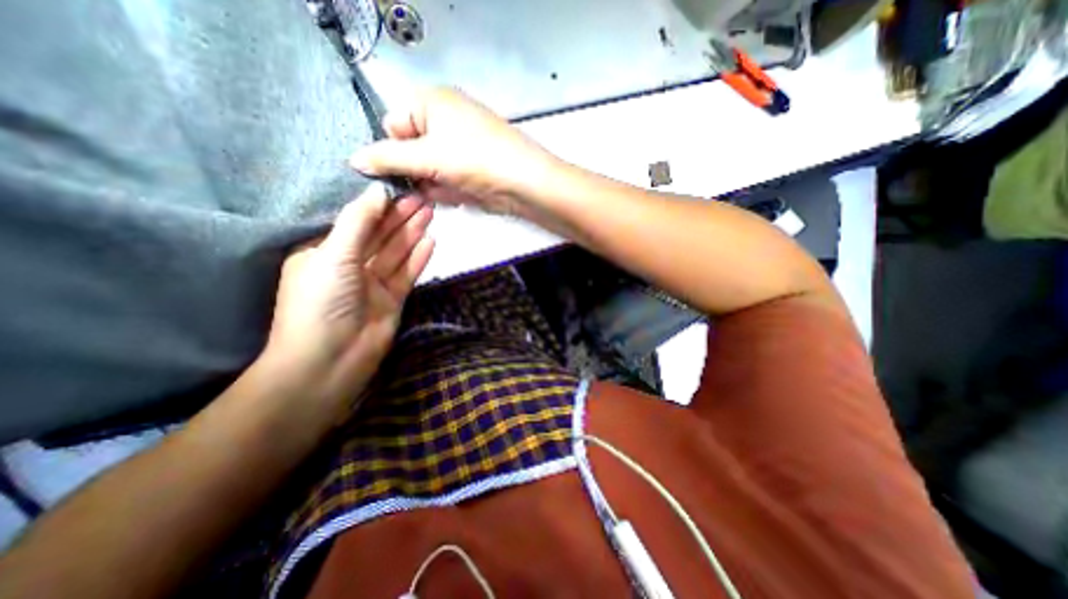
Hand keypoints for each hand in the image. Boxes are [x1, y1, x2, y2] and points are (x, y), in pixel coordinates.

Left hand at [261, 186, 433, 413]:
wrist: (331, 361)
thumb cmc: (321, 303)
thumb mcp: (333, 255)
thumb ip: (358, 223)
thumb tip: (378, 192)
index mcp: (324, 253)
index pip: (355, 222)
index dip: (378, 206)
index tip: (400, 189)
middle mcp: (348, 266)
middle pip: (379, 235)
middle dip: (401, 217)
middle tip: (424, 197)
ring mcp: (372, 284)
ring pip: (396, 252)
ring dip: (412, 233)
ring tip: (431, 212)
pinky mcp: (392, 299)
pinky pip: (407, 273)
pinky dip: (419, 258)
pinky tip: (431, 242)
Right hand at [351, 86, 565, 219]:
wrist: (522, 183)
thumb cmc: (474, 159)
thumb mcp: (426, 156)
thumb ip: (387, 158)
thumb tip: (354, 159)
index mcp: (431, 102)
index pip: (393, 124)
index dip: (392, 150)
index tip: (396, 172)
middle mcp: (444, 120)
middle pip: (411, 150)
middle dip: (414, 173)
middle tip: (424, 185)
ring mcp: (459, 147)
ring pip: (428, 170)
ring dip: (432, 185)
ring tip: (448, 189)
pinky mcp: (470, 170)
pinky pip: (446, 181)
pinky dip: (448, 191)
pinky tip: (460, 194)